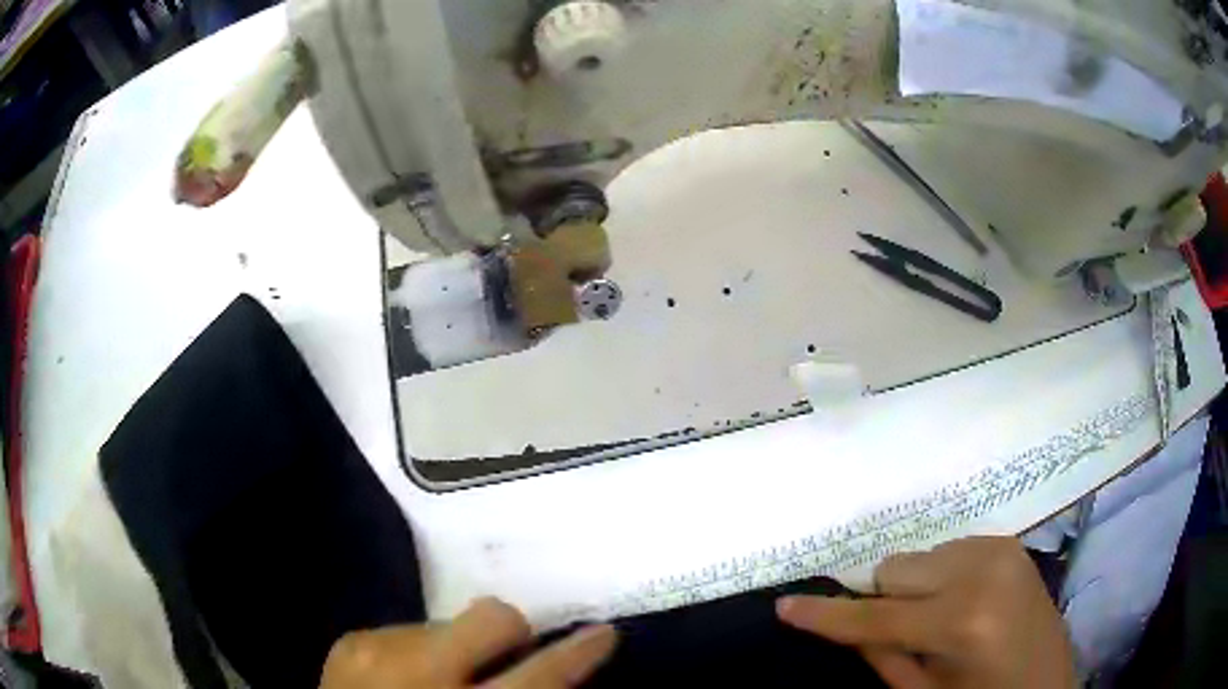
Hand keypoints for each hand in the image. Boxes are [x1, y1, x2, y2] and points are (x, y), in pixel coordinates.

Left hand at [320, 597, 617, 687]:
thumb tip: (548, 670)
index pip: (540, 676)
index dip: (577, 654)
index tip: (603, 633)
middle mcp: (421, 675)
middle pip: (493, 619)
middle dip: (512, 632)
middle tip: (504, 659)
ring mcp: (378, 650)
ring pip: (449, 621)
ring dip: (457, 650)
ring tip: (438, 682)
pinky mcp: (351, 641)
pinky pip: (408, 629)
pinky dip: (418, 653)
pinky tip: (403, 681)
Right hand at [777, 537, 1075, 688]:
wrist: (1046, 683)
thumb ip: (881, 656)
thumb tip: (842, 624)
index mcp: (961, 624)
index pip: (875, 616)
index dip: (827, 615)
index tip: (785, 607)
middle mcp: (981, 573)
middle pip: (895, 569)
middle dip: (885, 600)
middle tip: (903, 632)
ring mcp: (999, 549)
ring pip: (920, 557)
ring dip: (915, 587)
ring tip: (941, 618)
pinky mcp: (1008, 542)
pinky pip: (949, 550)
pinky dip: (942, 575)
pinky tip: (963, 600)